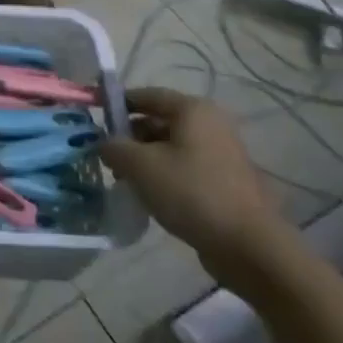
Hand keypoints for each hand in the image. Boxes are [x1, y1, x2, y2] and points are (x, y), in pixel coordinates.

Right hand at [99, 87, 292, 290]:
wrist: (250, 247)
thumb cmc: (192, 193)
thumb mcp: (139, 166)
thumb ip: (113, 147)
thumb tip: (105, 144)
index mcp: (193, 110)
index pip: (145, 95)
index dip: (116, 103)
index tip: (93, 116)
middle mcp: (211, 124)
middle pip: (158, 122)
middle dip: (130, 138)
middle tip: (108, 160)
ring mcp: (222, 154)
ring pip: (170, 148)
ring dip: (145, 161)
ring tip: (126, 183)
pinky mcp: (226, 182)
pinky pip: (185, 169)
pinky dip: (165, 177)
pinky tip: (151, 198)